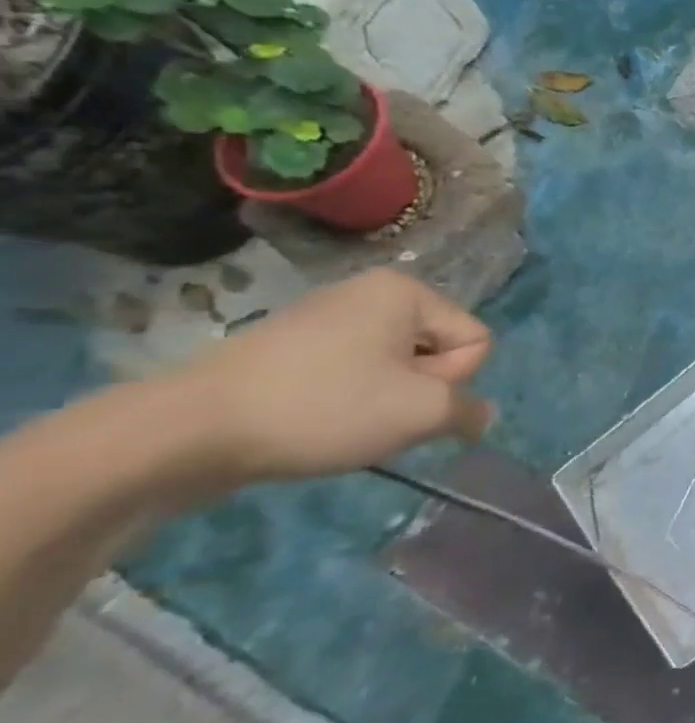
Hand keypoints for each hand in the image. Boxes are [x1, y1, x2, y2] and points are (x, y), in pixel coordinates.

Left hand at [182, 269, 493, 486]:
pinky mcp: (291, 346)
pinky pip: (354, 371)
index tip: (405, 399)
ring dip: (387, 399)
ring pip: (397, 366)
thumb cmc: (323, 407)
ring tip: (345, 422)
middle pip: (437, 350)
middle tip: (377, 413)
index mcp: (406, 290)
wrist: (188, 431)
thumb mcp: (422, 412)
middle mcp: (370, 291)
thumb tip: (479, 415)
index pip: (475, 341)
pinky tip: (318, 420)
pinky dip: (350, 400)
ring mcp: (325, 316)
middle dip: (420, 389)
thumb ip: (470, 411)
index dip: (453, 380)